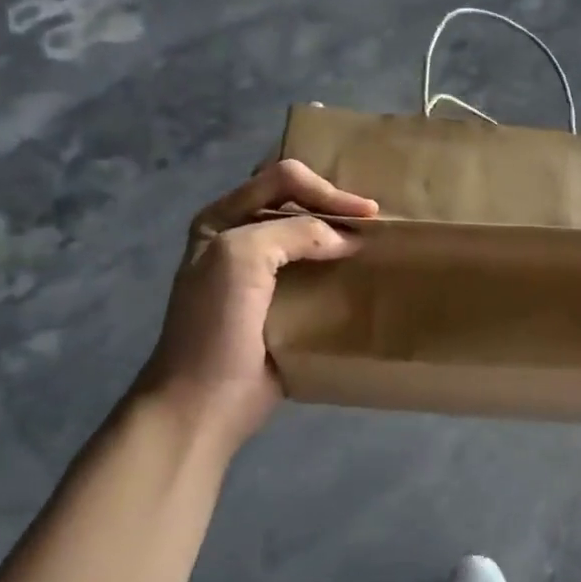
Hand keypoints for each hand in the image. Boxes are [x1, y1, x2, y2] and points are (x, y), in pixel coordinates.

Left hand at [139, 158, 377, 450]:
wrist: (204, 400)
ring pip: (308, 237)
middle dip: (335, 204)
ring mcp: (261, 273)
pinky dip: (339, 267)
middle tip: (375, 221)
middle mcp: (240, 238)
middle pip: (296, 202)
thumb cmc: (215, 323)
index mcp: (222, 218)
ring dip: (339, 235)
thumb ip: (294, 232)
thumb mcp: (241, 257)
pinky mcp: (282, 304)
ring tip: (376, 242)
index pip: (282, 180)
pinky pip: (315, 273)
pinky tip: (362, 273)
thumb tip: (346, 241)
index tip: (364, 214)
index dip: (325, 190)